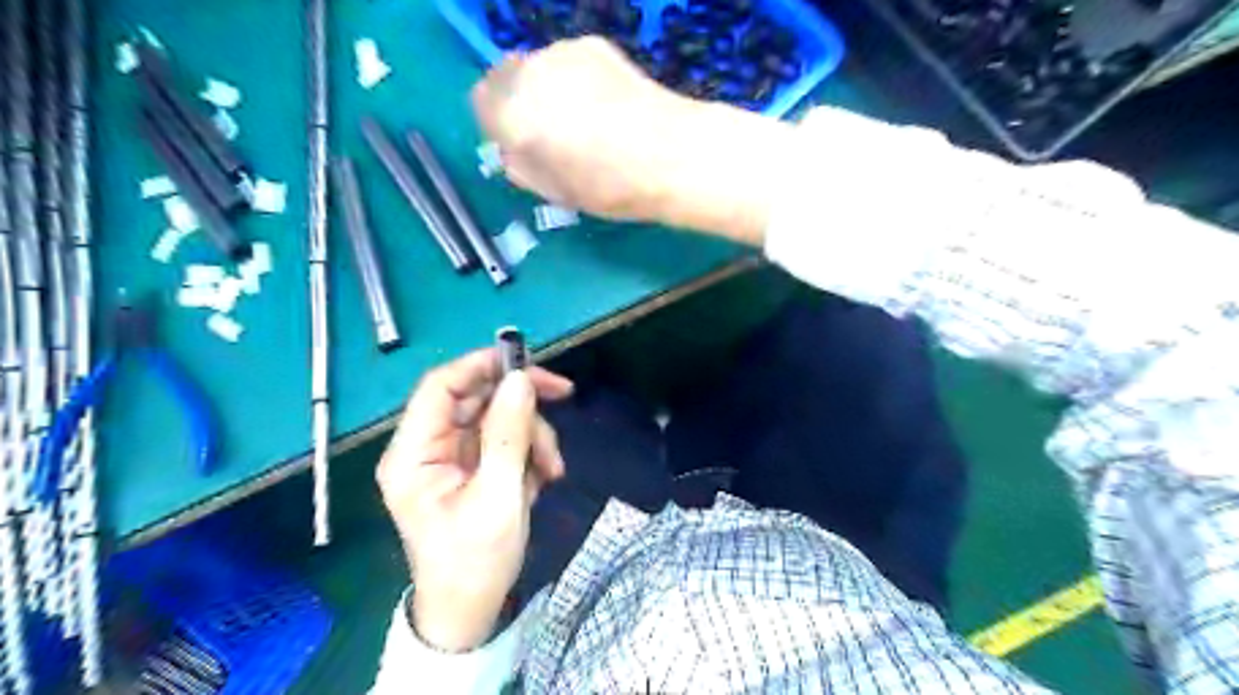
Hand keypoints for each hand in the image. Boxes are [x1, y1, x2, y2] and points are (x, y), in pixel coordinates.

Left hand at [375, 352, 573, 651]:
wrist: (471, 612)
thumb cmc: (474, 561)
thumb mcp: (497, 497)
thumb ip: (508, 434)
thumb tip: (520, 379)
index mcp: (414, 453)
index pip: (441, 386)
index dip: (482, 365)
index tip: (527, 362)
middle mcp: (429, 447)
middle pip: (476, 397)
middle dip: (521, 403)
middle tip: (562, 396)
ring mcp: (452, 456)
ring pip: (497, 417)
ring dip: (532, 434)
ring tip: (553, 469)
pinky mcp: (473, 467)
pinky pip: (504, 439)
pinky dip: (529, 452)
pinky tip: (542, 479)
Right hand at [469, 34, 787, 245]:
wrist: (669, 154)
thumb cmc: (608, 186)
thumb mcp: (553, 192)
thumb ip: (519, 166)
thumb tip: (511, 149)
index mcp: (513, 113)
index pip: (481, 103)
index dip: (496, 124)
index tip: (517, 142)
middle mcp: (530, 72)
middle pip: (506, 77)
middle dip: (519, 100)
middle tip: (550, 131)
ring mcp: (562, 52)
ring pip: (539, 67)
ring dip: (548, 87)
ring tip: (587, 119)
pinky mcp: (593, 44)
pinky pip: (568, 61)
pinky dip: (574, 78)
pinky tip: (607, 103)